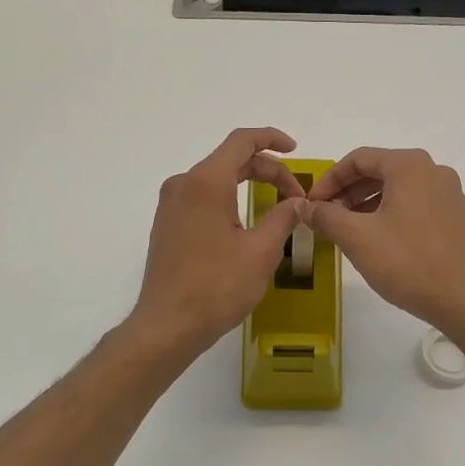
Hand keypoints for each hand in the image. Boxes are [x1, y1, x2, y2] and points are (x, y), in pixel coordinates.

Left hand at [130, 128, 306, 358]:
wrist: (168, 325)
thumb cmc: (217, 286)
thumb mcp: (262, 251)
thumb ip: (283, 217)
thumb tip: (297, 202)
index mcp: (205, 182)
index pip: (241, 142)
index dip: (271, 139)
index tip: (295, 150)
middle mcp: (183, 185)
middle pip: (230, 160)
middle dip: (267, 170)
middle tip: (295, 196)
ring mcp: (170, 205)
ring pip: (215, 180)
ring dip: (248, 185)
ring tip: (276, 206)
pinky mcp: (167, 225)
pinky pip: (202, 198)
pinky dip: (229, 200)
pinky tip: (245, 222)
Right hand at [302, 147, 464, 335]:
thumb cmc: (408, 262)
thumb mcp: (357, 237)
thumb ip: (326, 216)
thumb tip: (306, 207)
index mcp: (409, 166)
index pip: (358, 159)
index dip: (328, 180)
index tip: (311, 205)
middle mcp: (434, 172)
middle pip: (380, 172)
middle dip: (348, 193)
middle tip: (326, 218)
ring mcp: (450, 196)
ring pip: (398, 191)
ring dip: (368, 206)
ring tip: (348, 232)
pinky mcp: (457, 220)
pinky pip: (416, 207)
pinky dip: (391, 216)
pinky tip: (379, 243)